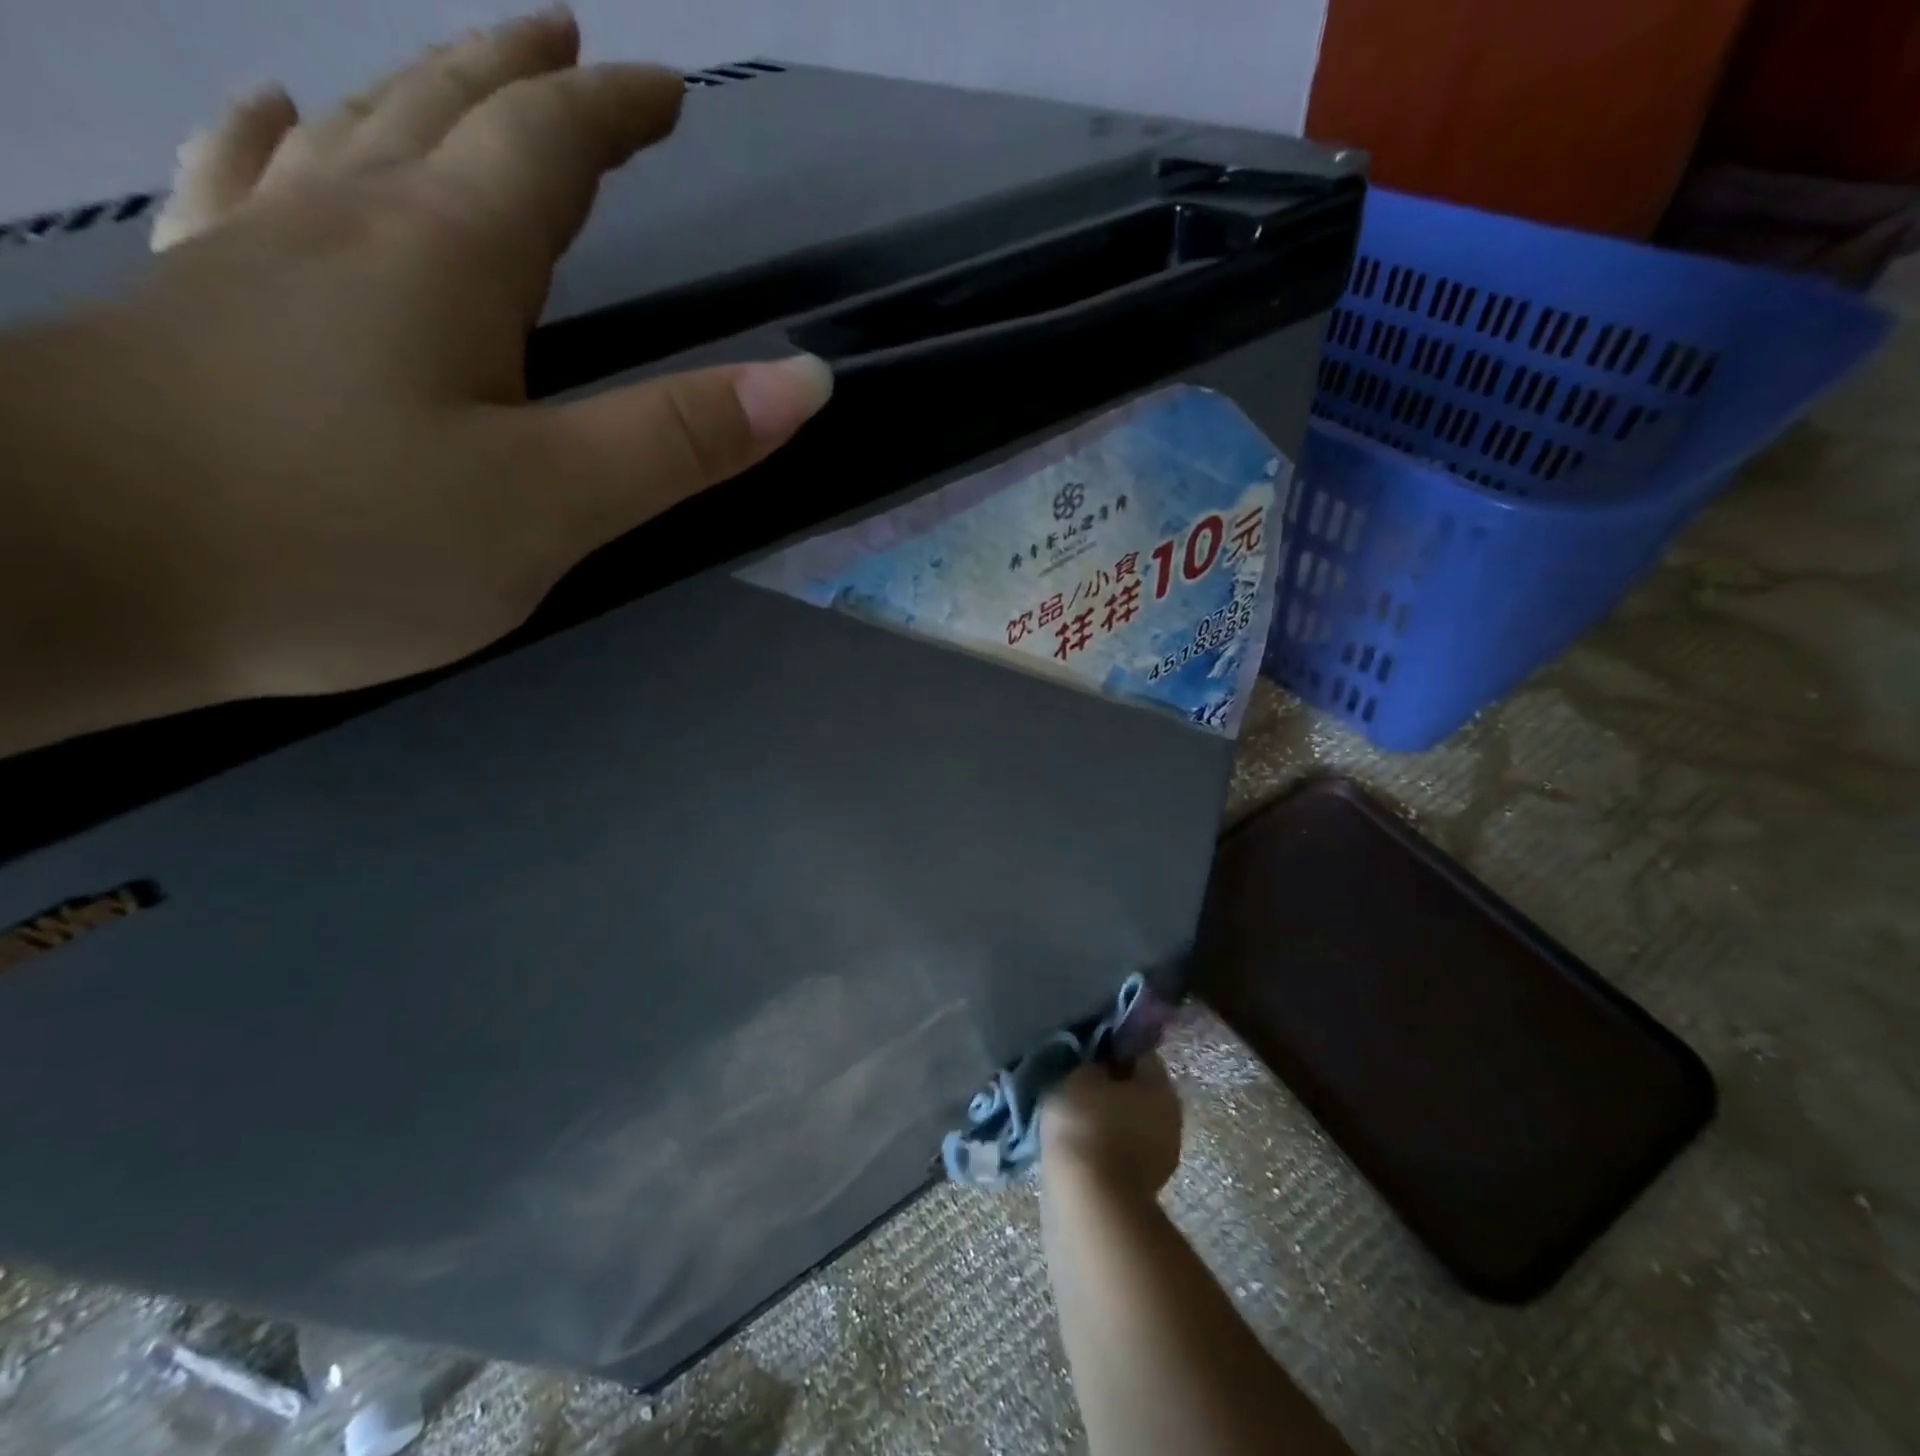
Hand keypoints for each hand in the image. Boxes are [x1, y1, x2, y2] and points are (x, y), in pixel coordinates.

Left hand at [20, 8, 829, 713]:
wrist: (57, 578)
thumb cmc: (343, 539)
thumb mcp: (552, 502)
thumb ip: (679, 440)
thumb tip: (805, 380)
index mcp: (445, 258)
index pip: (548, 149)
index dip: (614, 112)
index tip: (666, 87)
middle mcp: (346, 230)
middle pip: (442, 115)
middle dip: (519, 77)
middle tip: (567, 42)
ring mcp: (253, 267)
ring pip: (344, 142)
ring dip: (412, 94)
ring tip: (450, 75)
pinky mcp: (193, 321)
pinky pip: (240, 196)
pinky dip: (269, 147)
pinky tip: (270, 124)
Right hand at [1041, 1053, 1183, 1200]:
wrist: (1090, 1204)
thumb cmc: (1085, 1124)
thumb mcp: (1078, 1075)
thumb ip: (1090, 1060)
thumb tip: (1097, 1060)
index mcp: (1161, 1085)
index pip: (1137, 1052)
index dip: (1110, 1047)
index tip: (1084, 1053)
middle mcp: (1172, 1117)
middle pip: (1137, 1088)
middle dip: (1110, 1085)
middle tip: (1075, 1083)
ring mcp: (1163, 1156)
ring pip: (1130, 1121)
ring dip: (1107, 1117)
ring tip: (1072, 1117)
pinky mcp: (1146, 1187)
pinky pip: (1122, 1150)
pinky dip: (1104, 1145)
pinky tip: (1078, 1146)